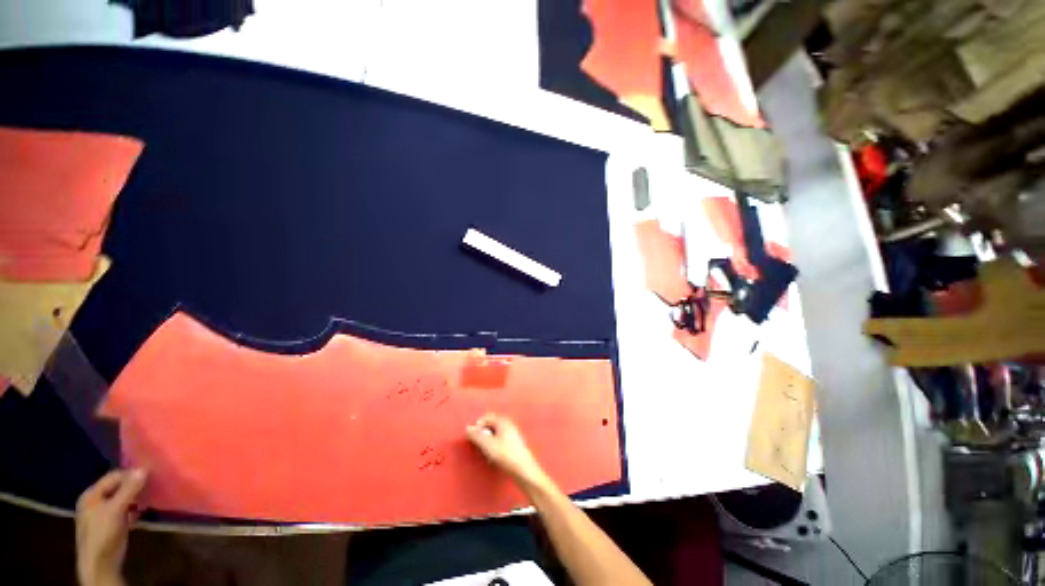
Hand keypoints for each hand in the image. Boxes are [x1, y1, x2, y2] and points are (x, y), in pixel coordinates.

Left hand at [75, 469, 146, 585]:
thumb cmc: (104, 533)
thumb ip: (129, 489)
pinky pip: (121, 510)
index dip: (130, 475)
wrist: (100, 564)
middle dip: (133, 488)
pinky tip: (138, 516)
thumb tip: (144, 469)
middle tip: (150, 490)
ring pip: (121, 499)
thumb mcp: (116, 509)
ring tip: (146, 503)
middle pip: (116, 487)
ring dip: (134, 499)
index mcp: (91, 494)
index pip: (113, 477)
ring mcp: (100, 514)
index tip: (149, 477)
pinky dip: (131, 510)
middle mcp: (94, 501)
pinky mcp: (109, 524)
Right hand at [466, 413, 550, 490]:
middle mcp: (509, 424)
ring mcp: (513, 434)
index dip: (478, 426)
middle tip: (478, 445)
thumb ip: (477, 436)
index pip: (487, 417)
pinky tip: (494, 457)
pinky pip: (500, 440)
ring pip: (496, 434)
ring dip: (488, 441)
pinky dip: (494, 446)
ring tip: (485, 453)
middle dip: (483, 434)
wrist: (525, 471)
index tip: (472, 437)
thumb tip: (467, 428)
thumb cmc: (506, 456)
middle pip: (491, 425)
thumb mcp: (488, 446)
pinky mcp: (515, 444)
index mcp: (503, 421)